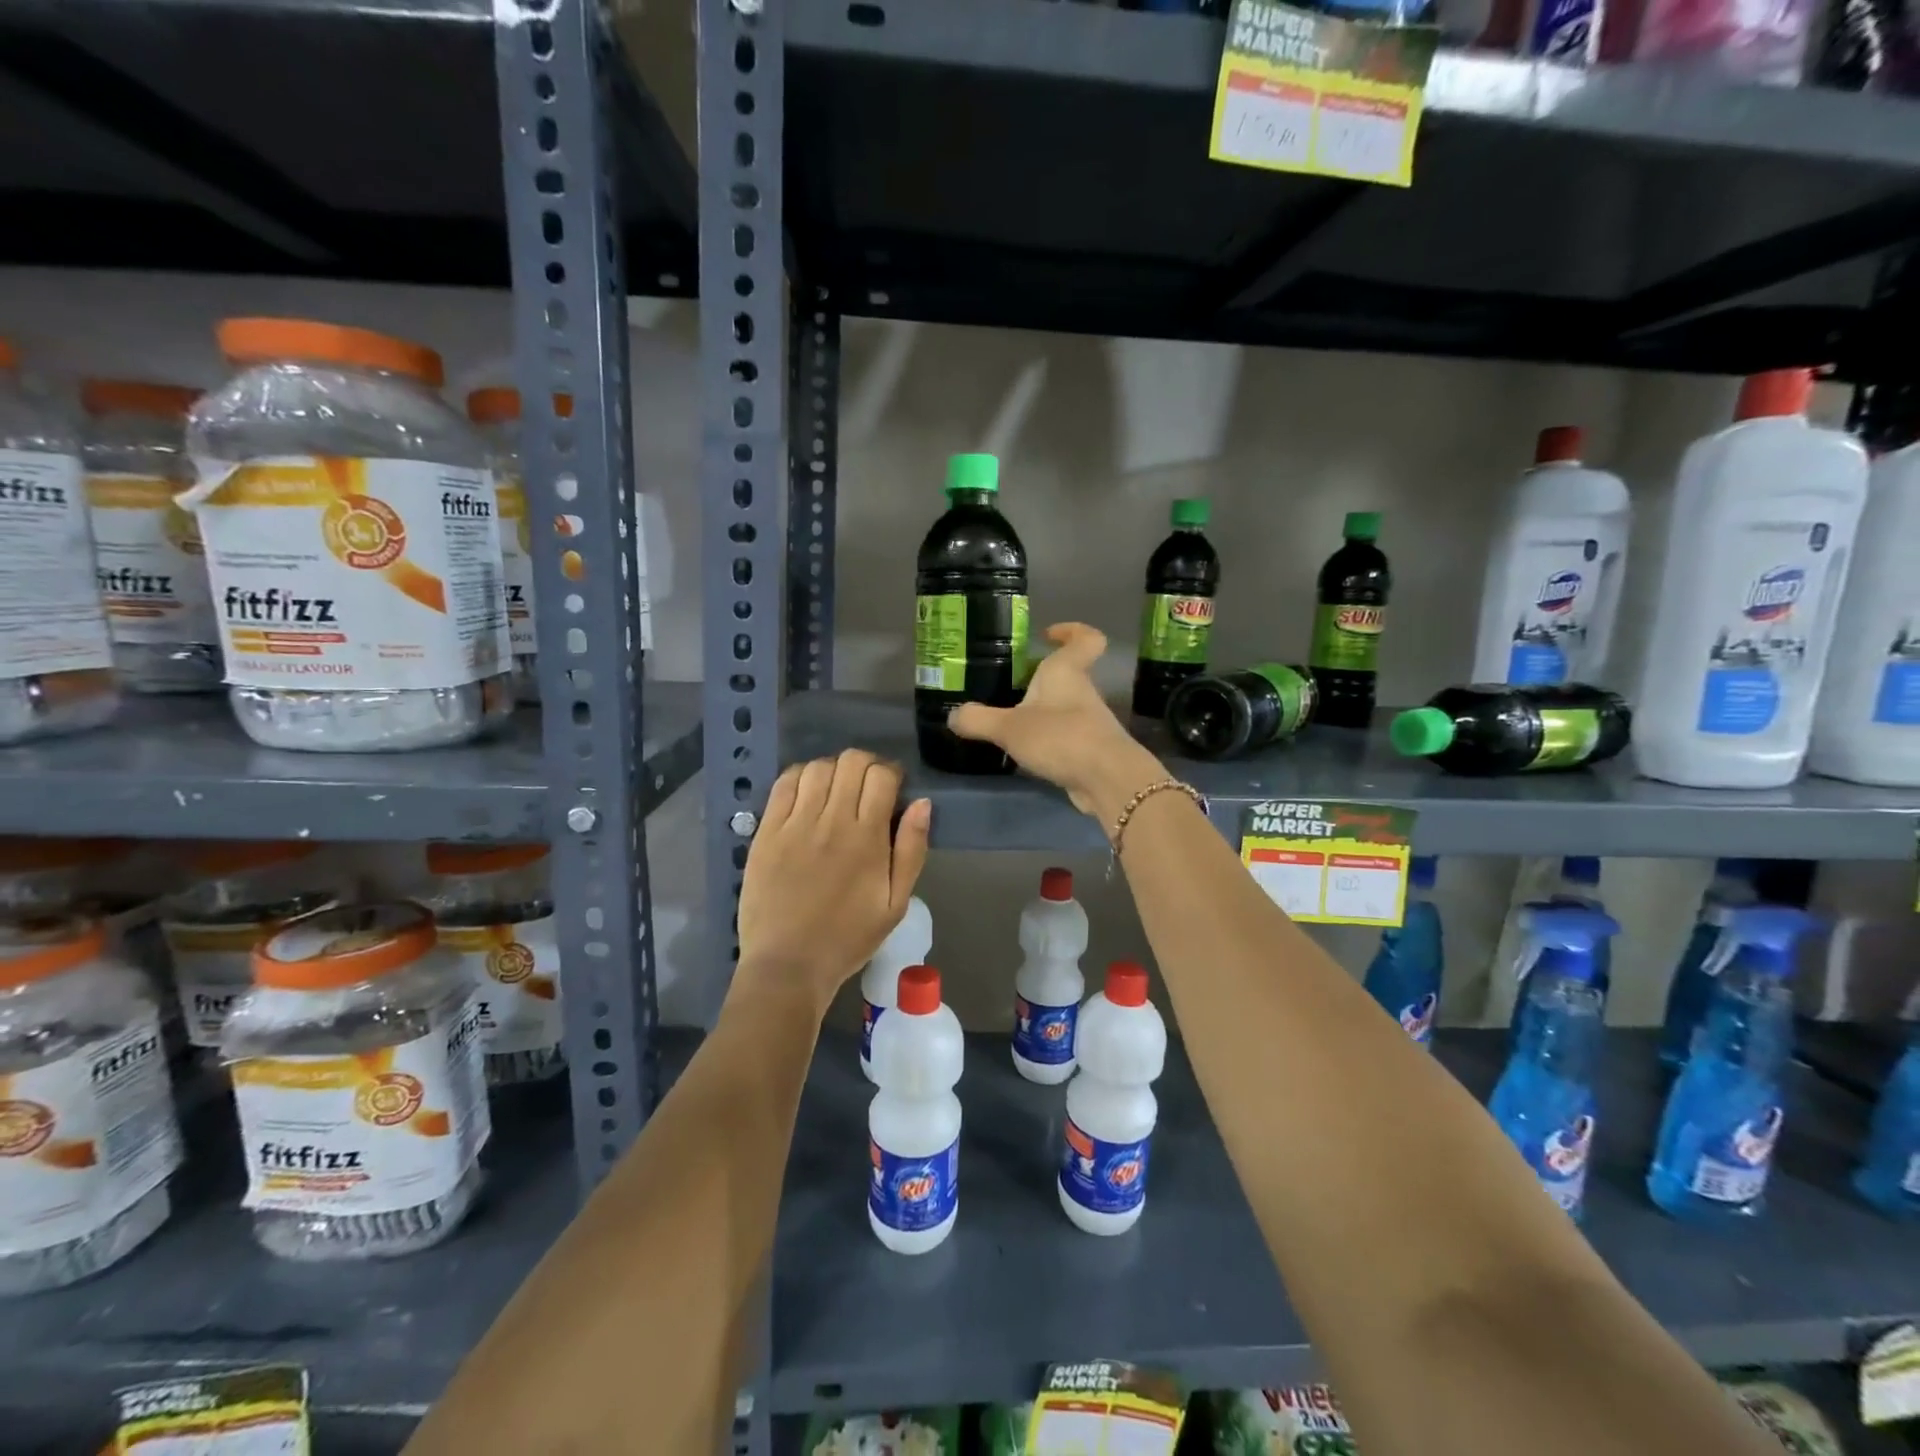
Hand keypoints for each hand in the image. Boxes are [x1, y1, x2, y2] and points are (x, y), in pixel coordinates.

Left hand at [734, 750, 931, 1017]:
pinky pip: (784, 784)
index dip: (891, 773)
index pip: (882, 776)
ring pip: (817, 767)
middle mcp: (831, 821)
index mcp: (867, 838)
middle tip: (866, 788)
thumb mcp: (896, 903)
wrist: (788, 965)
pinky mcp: (767, 831)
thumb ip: (912, 850)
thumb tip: (923, 803)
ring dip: (833, 770)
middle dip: (866, 765)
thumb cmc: (848, 938)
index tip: (892, 788)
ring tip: (836, 791)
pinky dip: (800, 776)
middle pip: (851, 762)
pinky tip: (807, 793)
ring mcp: (795, 824)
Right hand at [949, 623, 1164, 823]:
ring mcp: (1090, 722)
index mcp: (1066, 672)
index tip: (1048, 635)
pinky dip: (1048, 740)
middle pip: (1068, 675)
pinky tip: (1026, 753)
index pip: (1085, 639)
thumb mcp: (1008, 728)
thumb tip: (953, 716)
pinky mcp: (1090, 750)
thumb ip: (978, 720)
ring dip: (1043, 712)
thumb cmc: (1060, 737)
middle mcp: (1082, 692)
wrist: (1107, 780)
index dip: (1072, 631)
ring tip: (1009, 723)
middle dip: (1041, 679)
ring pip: (1065, 707)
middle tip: (1009, 686)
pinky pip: (1066, 736)